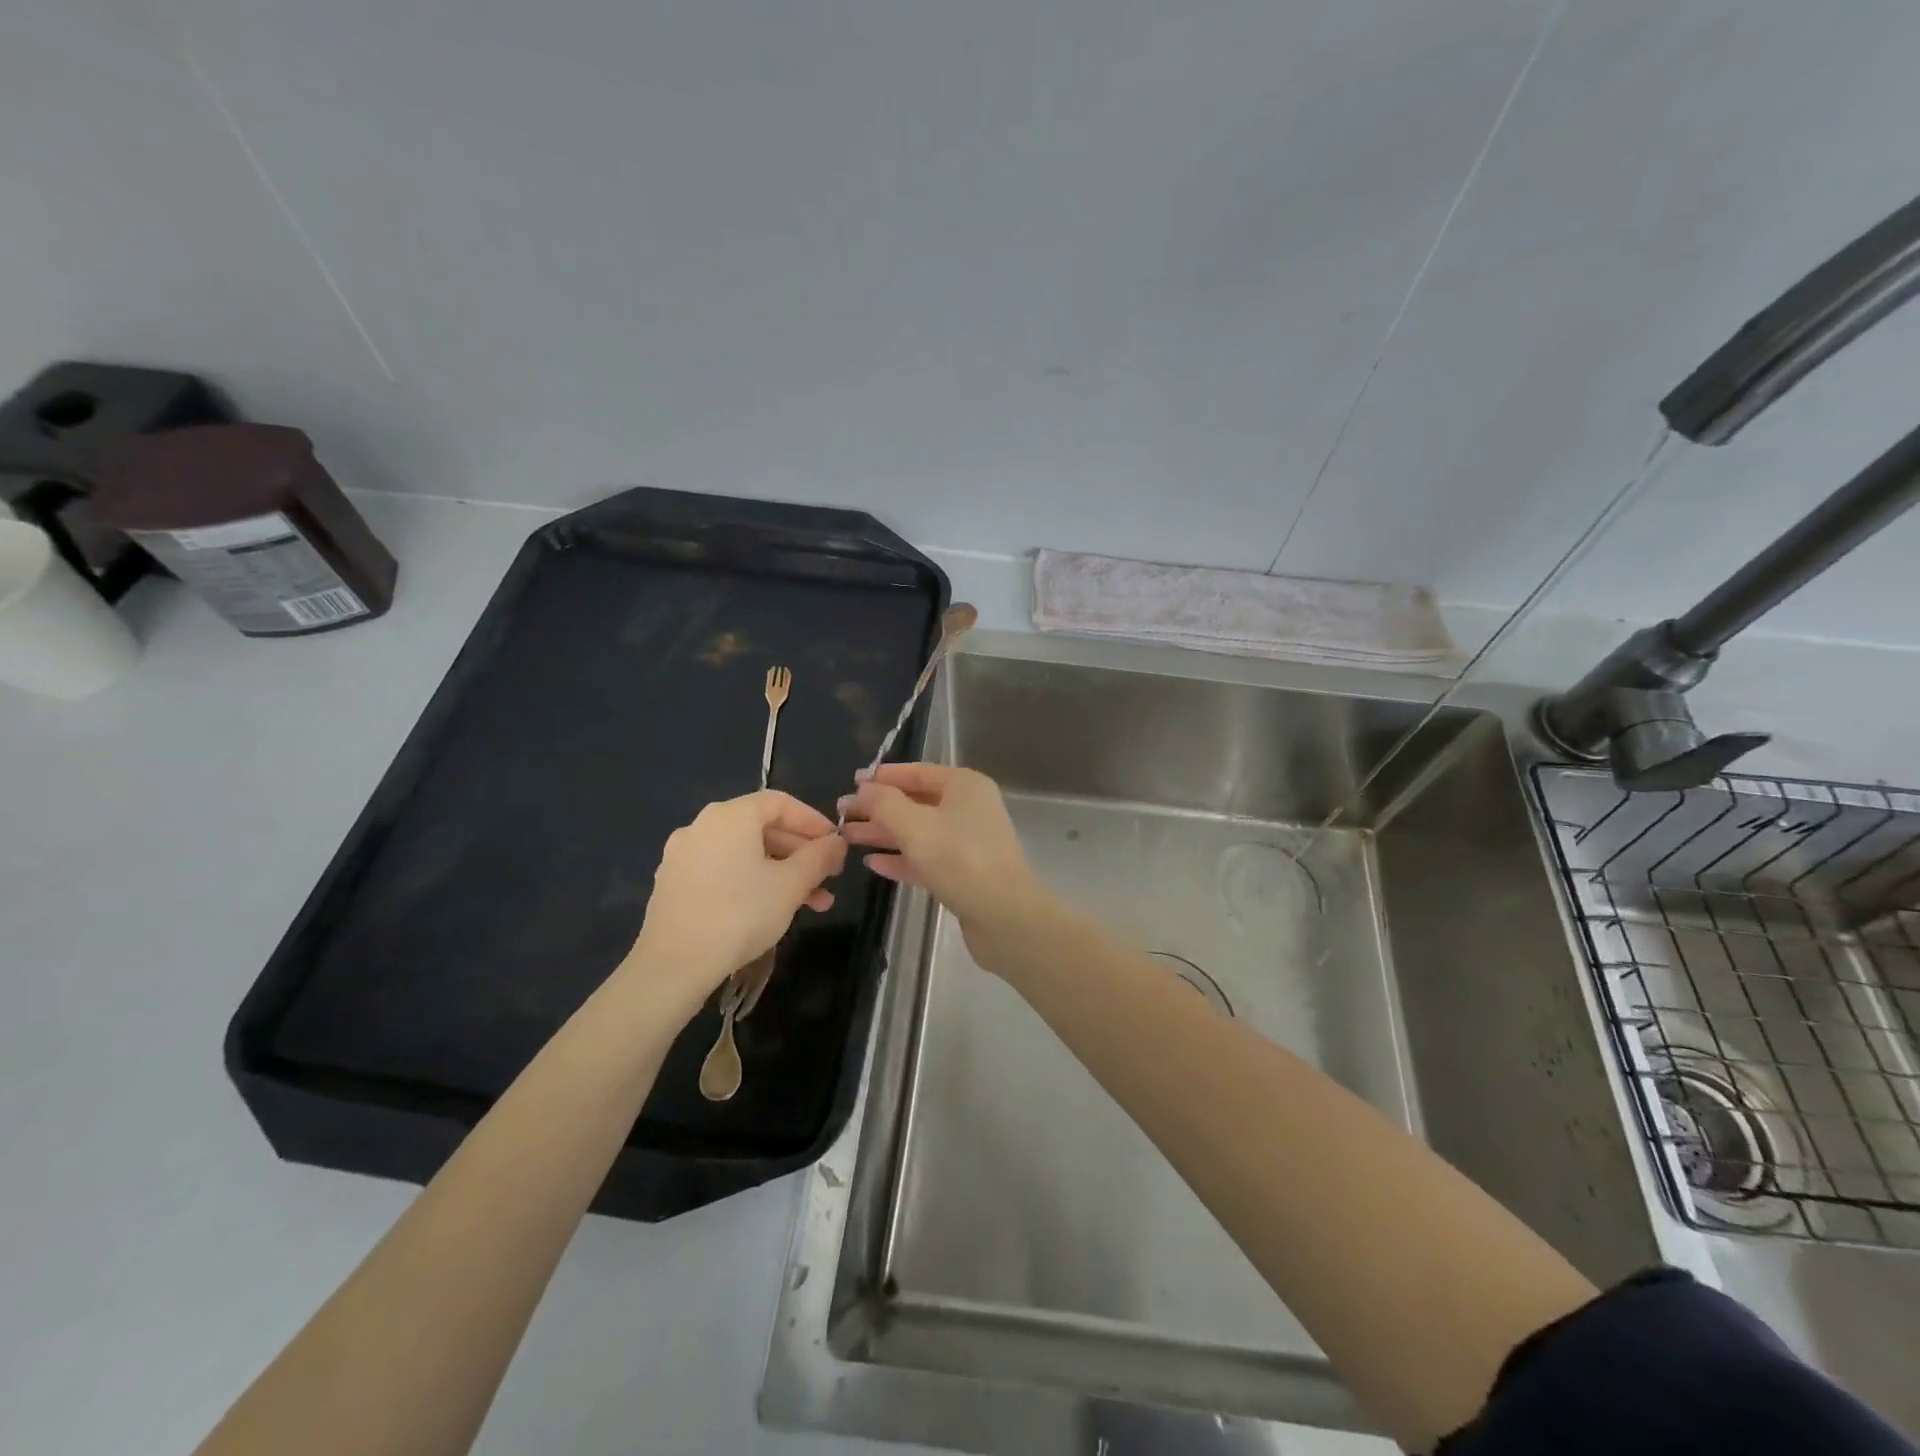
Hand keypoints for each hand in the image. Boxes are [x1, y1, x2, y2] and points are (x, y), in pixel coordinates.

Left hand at [627, 790, 845, 1006]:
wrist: (674, 965)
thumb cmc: (740, 914)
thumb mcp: (791, 884)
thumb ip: (819, 856)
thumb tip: (837, 842)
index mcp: (730, 816)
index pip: (780, 803)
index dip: (813, 821)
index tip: (835, 845)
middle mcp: (702, 826)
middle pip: (762, 828)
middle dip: (801, 853)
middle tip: (829, 877)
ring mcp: (683, 856)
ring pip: (744, 854)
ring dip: (781, 873)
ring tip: (813, 903)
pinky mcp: (674, 885)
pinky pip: (723, 871)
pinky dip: (752, 882)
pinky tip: (772, 910)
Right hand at [839, 764, 1051, 966]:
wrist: (1004, 915)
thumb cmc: (959, 859)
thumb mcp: (914, 826)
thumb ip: (884, 803)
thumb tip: (863, 788)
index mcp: (964, 785)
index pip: (918, 772)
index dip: (884, 776)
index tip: (852, 783)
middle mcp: (969, 808)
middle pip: (917, 801)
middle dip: (879, 808)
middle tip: (842, 814)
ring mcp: (969, 842)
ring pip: (919, 831)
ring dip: (885, 834)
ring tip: (848, 838)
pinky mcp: (965, 873)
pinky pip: (927, 858)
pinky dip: (902, 859)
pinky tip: (873, 864)